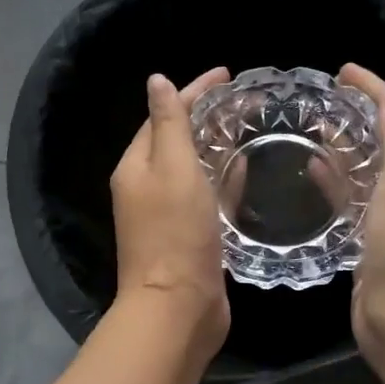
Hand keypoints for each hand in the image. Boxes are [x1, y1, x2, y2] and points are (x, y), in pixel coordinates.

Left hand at [111, 67, 231, 358]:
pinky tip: (245, 170)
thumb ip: (169, 124)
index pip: (162, 116)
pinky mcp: (191, 237)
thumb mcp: (172, 169)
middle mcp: (147, 188)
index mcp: (136, 168)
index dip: (192, 92)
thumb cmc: (175, 234)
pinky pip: (208, 197)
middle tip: (243, 100)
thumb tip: (157, 81)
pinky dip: (223, 180)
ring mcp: (169, 215)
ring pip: (194, 169)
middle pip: (177, 141)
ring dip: (216, 147)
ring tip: (248, 127)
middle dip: (206, 118)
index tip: (227, 75)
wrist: (178, 308)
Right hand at [339, 62, 384, 367]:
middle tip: (323, 98)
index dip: (378, 88)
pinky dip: (336, 179)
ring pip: (369, 167)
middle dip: (361, 112)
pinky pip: (353, 197)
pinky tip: (312, 170)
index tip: (343, 72)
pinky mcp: (372, 238)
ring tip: (312, 127)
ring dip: (346, 145)